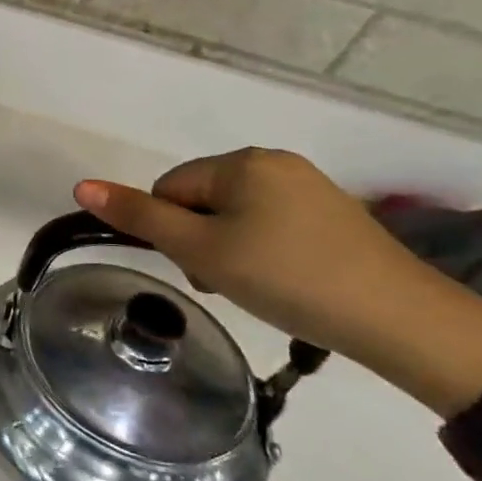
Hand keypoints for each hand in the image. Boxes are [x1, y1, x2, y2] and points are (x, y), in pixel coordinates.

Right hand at [73, 149, 481, 415]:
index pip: (170, 189)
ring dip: (230, 247)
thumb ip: (140, 216)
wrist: (400, 319)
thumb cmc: (286, 278)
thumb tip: (81, 186)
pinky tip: (285, 280)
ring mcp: (309, 185)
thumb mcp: (202, 250)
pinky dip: (264, 250)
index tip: (201, 270)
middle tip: (227, 282)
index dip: (173, 232)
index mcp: (241, 161)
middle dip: (201, 240)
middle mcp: (274, 161)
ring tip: (257, 286)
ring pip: (236, 213)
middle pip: (202, 199)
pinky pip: (272, 222)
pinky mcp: (334, 213)